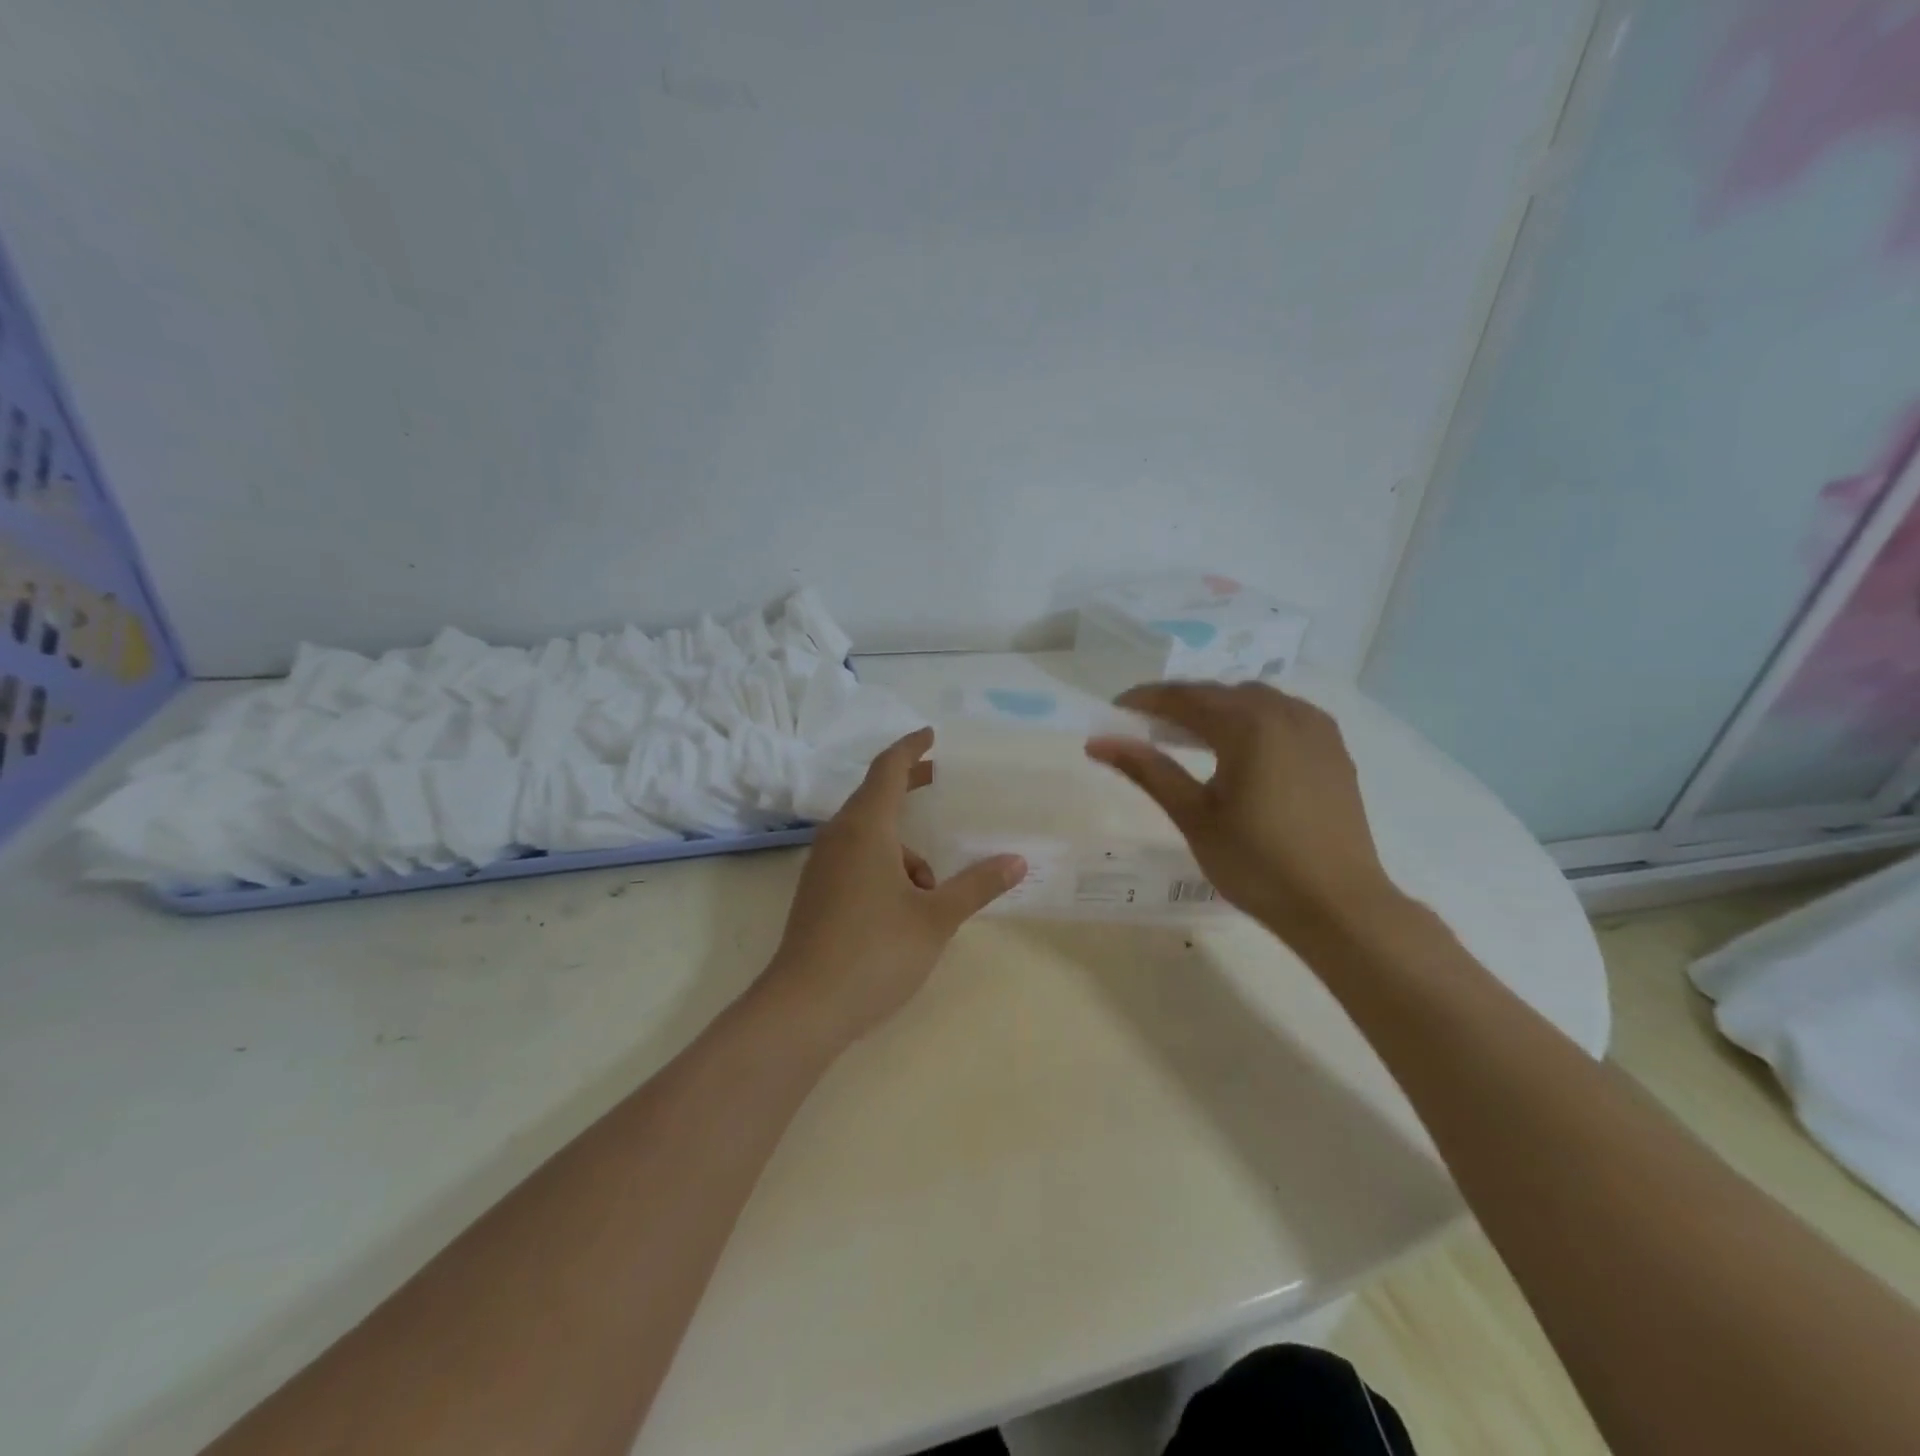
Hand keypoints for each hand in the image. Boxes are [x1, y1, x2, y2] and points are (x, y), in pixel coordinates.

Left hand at [763, 727, 1026, 1047]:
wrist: (804, 1008)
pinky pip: (856, 858)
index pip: (888, 769)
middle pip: (875, 796)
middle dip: (909, 787)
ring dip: (903, 845)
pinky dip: (885, 864)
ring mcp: (822, 866)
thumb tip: (1017, 861)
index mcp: (865, 828)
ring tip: (934, 887)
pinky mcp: (817, 893)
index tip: (932, 735)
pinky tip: (906, 905)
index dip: (911, 748)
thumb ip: (976, 885)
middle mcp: (839, 837)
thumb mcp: (936, 918)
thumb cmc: (875, 952)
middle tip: (941, 782)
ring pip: (868, 835)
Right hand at [1085, 681, 1401, 945]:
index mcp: (1249, 724)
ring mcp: (1316, 729)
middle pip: (1220, 694)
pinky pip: (1283, 716)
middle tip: (1146, 728)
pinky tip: (1239, 749)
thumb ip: (1148, 770)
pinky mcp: (1333, 750)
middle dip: (1180, 704)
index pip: (1185, 697)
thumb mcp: (1194, 816)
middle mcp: (1286, 712)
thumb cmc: (1257, 864)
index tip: (1114, 711)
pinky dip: (1252, 721)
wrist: (1338, 906)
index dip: (1145, 700)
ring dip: (1217, 709)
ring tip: (1189, 738)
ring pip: (1254, 701)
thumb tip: (1099, 742)